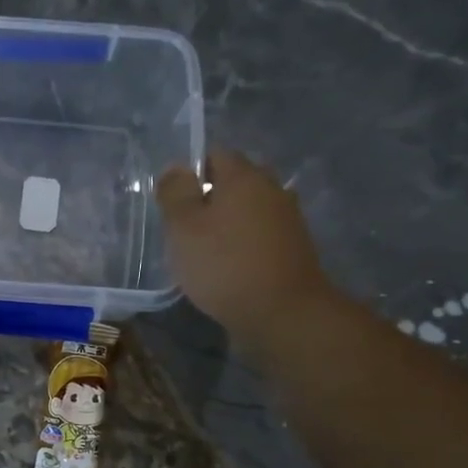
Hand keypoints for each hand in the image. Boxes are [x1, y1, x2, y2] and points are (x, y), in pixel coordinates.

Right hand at [156, 149, 334, 338]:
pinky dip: (244, 242)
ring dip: (228, 221)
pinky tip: (228, 265)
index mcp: (244, 176)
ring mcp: (288, 219)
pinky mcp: (294, 248)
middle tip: (185, 224)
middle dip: (210, 195)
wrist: (283, 313)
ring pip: (249, 208)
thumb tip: (177, 167)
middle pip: (235, 181)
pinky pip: (261, 233)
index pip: (215, 154)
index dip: (191, 170)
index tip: (173, 199)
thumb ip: (176, 193)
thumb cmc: (224, 265)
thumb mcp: (184, 228)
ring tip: (204, 248)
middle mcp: (271, 189)